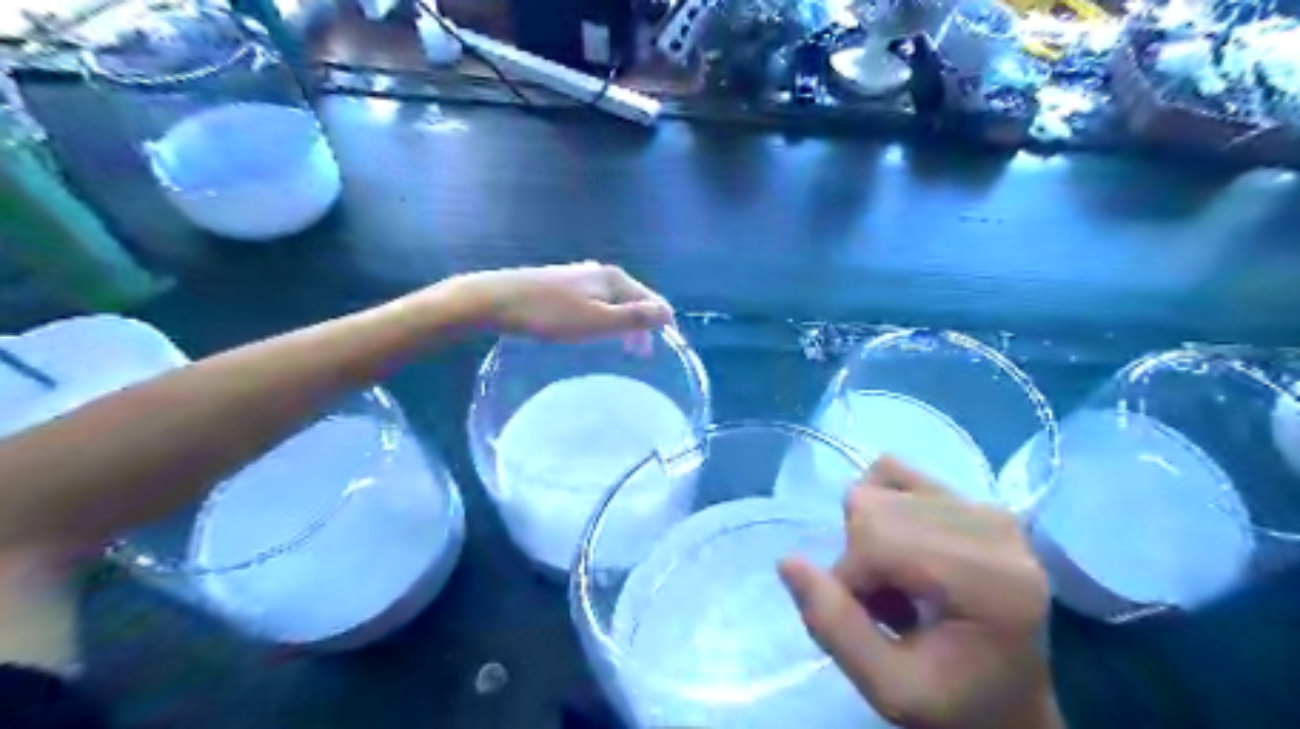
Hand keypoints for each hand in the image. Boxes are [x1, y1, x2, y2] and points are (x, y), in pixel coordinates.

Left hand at [445, 261, 673, 340]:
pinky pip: (596, 302)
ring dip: (622, 323)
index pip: (653, 299)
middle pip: (634, 299)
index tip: (663, 352)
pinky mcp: (561, 284)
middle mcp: (601, 272)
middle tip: (641, 356)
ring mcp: (579, 276)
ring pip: (613, 301)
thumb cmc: (551, 315)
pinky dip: (603, 318)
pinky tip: (592, 331)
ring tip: (621, 348)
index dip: (662, 325)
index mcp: (615, 278)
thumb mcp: (598, 321)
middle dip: (642, 325)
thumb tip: (668, 313)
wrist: (497, 300)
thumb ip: (635, 318)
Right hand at [775, 458, 1059, 728]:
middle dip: (859, 559)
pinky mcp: (974, 498)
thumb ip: (835, 627)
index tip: (868, 622)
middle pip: (874, 508)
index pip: (878, 539)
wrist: (1011, 701)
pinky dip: (879, 505)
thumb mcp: (890, 689)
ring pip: (877, 487)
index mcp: (992, 580)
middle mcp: (994, 527)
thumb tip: (787, 561)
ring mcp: (986, 506)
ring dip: (868, 535)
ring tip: (898, 580)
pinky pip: (895, 472)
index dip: (849, 579)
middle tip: (886, 608)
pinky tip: (901, 546)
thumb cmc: (956, 704)